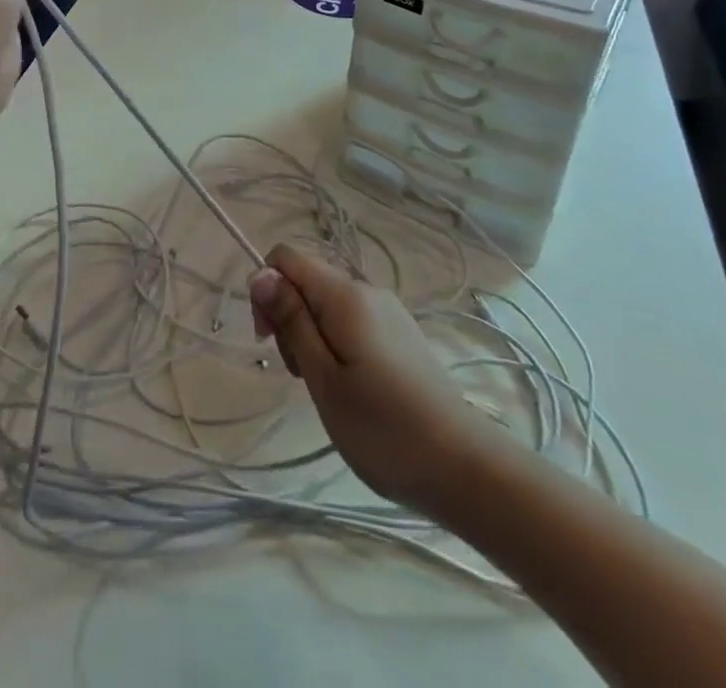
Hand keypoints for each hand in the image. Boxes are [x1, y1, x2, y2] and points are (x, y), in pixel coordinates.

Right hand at [250, 243, 492, 520]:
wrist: (466, 468)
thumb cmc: (383, 428)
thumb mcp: (323, 378)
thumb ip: (291, 321)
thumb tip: (259, 273)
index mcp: (345, 294)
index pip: (286, 257)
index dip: (265, 288)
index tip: (268, 339)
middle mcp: (367, 290)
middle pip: (307, 279)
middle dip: (288, 316)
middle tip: (298, 373)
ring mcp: (388, 311)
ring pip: (328, 303)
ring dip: (311, 334)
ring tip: (325, 388)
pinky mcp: (401, 334)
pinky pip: (352, 320)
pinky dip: (336, 343)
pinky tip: (350, 388)